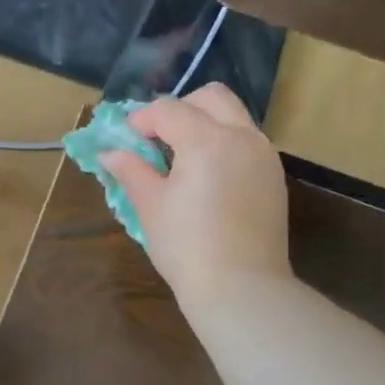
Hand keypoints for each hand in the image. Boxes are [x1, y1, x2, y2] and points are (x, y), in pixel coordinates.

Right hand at [99, 83, 291, 305]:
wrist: (241, 287)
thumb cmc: (186, 247)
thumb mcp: (150, 206)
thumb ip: (131, 171)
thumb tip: (110, 153)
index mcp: (207, 140)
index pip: (168, 110)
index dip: (140, 120)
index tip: (124, 140)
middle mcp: (242, 136)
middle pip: (210, 97)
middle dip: (179, 108)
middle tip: (157, 138)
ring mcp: (264, 155)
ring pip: (234, 116)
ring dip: (205, 123)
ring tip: (180, 158)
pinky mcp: (274, 177)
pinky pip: (247, 142)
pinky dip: (224, 144)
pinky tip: (206, 177)